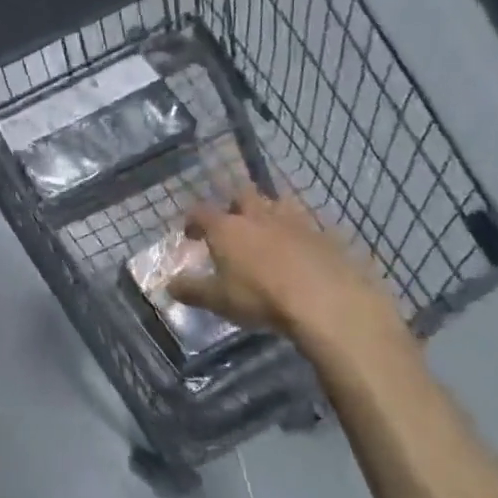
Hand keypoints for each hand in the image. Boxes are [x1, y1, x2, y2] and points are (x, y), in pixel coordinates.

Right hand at [168, 185, 408, 361]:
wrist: (328, 302)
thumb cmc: (262, 298)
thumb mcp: (218, 300)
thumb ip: (191, 290)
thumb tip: (169, 285)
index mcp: (227, 227)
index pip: (201, 212)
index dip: (192, 221)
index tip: (191, 235)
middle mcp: (258, 215)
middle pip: (242, 195)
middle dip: (234, 206)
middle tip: (233, 226)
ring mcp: (295, 221)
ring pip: (278, 204)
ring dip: (270, 214)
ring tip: (269, 234)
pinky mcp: (326, 235)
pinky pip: (308, 226)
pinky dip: (300, 235)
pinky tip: (302, 254)